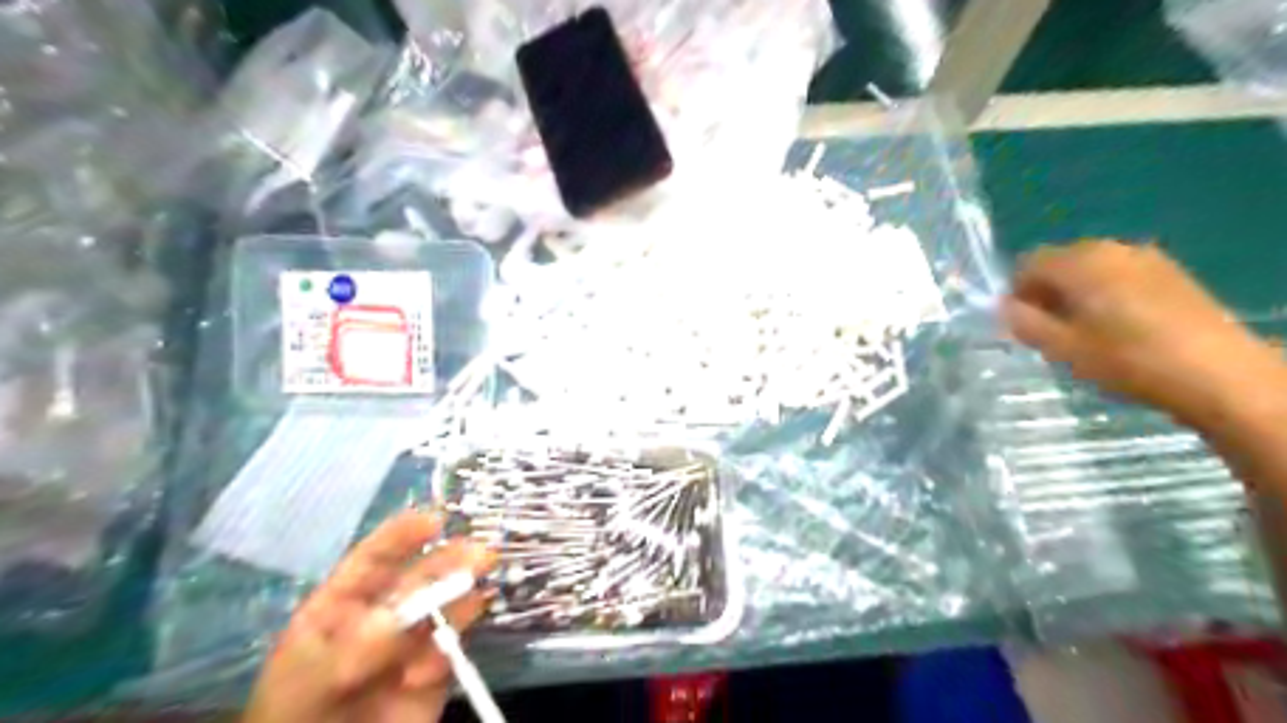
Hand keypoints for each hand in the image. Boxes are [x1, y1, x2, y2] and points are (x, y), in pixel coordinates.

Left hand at [243, 512, 492, 722]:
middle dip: (447, 561)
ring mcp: (410, 642)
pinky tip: (430, 668)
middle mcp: (381, 615)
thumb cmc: (296, 719)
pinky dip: (451, 647)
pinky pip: (452, 646)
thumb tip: (398, 615)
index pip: (373, 560)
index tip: (435, 519)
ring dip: (462, 593)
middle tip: (480, 552)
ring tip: (482, 583)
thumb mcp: (310, 682)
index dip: (402, 537)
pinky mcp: (435, 670)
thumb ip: (355, 647)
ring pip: (442, 607)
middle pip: (418, 578)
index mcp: (340, 606)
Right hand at [1004, 238, 1286, 429]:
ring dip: (1076, 293)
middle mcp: (1110, 248)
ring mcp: (1146, 257)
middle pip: (1060, 262)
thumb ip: (1024, 322)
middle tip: (1048, 330)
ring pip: (1091, 269)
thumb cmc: (1126, 360)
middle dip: (1046, 291)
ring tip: (1083, 332)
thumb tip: (1003, 306)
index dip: (1015, 292)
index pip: (1027, 263)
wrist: (1218, 374)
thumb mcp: (1062, 348)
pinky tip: (1118, 327)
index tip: (1019, 323)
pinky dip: (1106, 293)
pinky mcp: (1171, 273)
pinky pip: (1120, 275)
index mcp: (1079, 262)